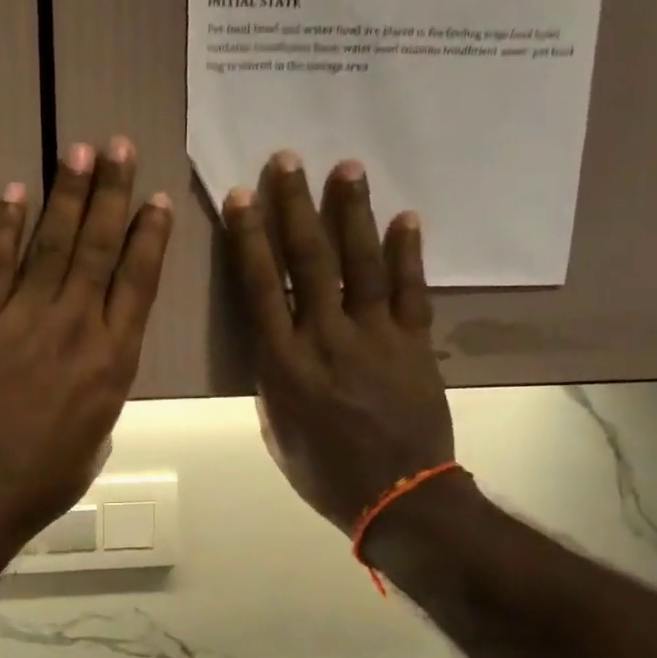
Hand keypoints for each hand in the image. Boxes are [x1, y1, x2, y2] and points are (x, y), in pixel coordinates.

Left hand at [0, 138, 173, 554]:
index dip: (150, 237)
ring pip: (52, 244)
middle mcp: (77, 326)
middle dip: (112, 193)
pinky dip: (4, 226)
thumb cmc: (49, 476)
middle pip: (99, 248)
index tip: (157, 200)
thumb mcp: (99, 435)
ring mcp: (25, 319)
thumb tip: (96, 364)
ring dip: (66, 195)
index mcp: (115, 359)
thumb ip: (104, 389)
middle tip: (118, 147)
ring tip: (77, 150)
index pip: (138, 282)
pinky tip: (14, 192)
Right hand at [223, 151, 454, 535]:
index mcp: (283, 364)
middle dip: (294, 207)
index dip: (249, 239)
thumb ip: (273, 381)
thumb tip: (277, 344)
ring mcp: (375, 337)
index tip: (242, 197)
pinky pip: (411, 291)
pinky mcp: (414, 343)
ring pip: (360, 264)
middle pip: (308, 262)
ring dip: (351, 213)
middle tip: (287, 160)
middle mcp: (325, 338)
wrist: (399, 497)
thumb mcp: (278, 431)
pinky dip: (408, 253)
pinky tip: (406, 217)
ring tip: (345, 167)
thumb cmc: (325, 473)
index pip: (260, 287)